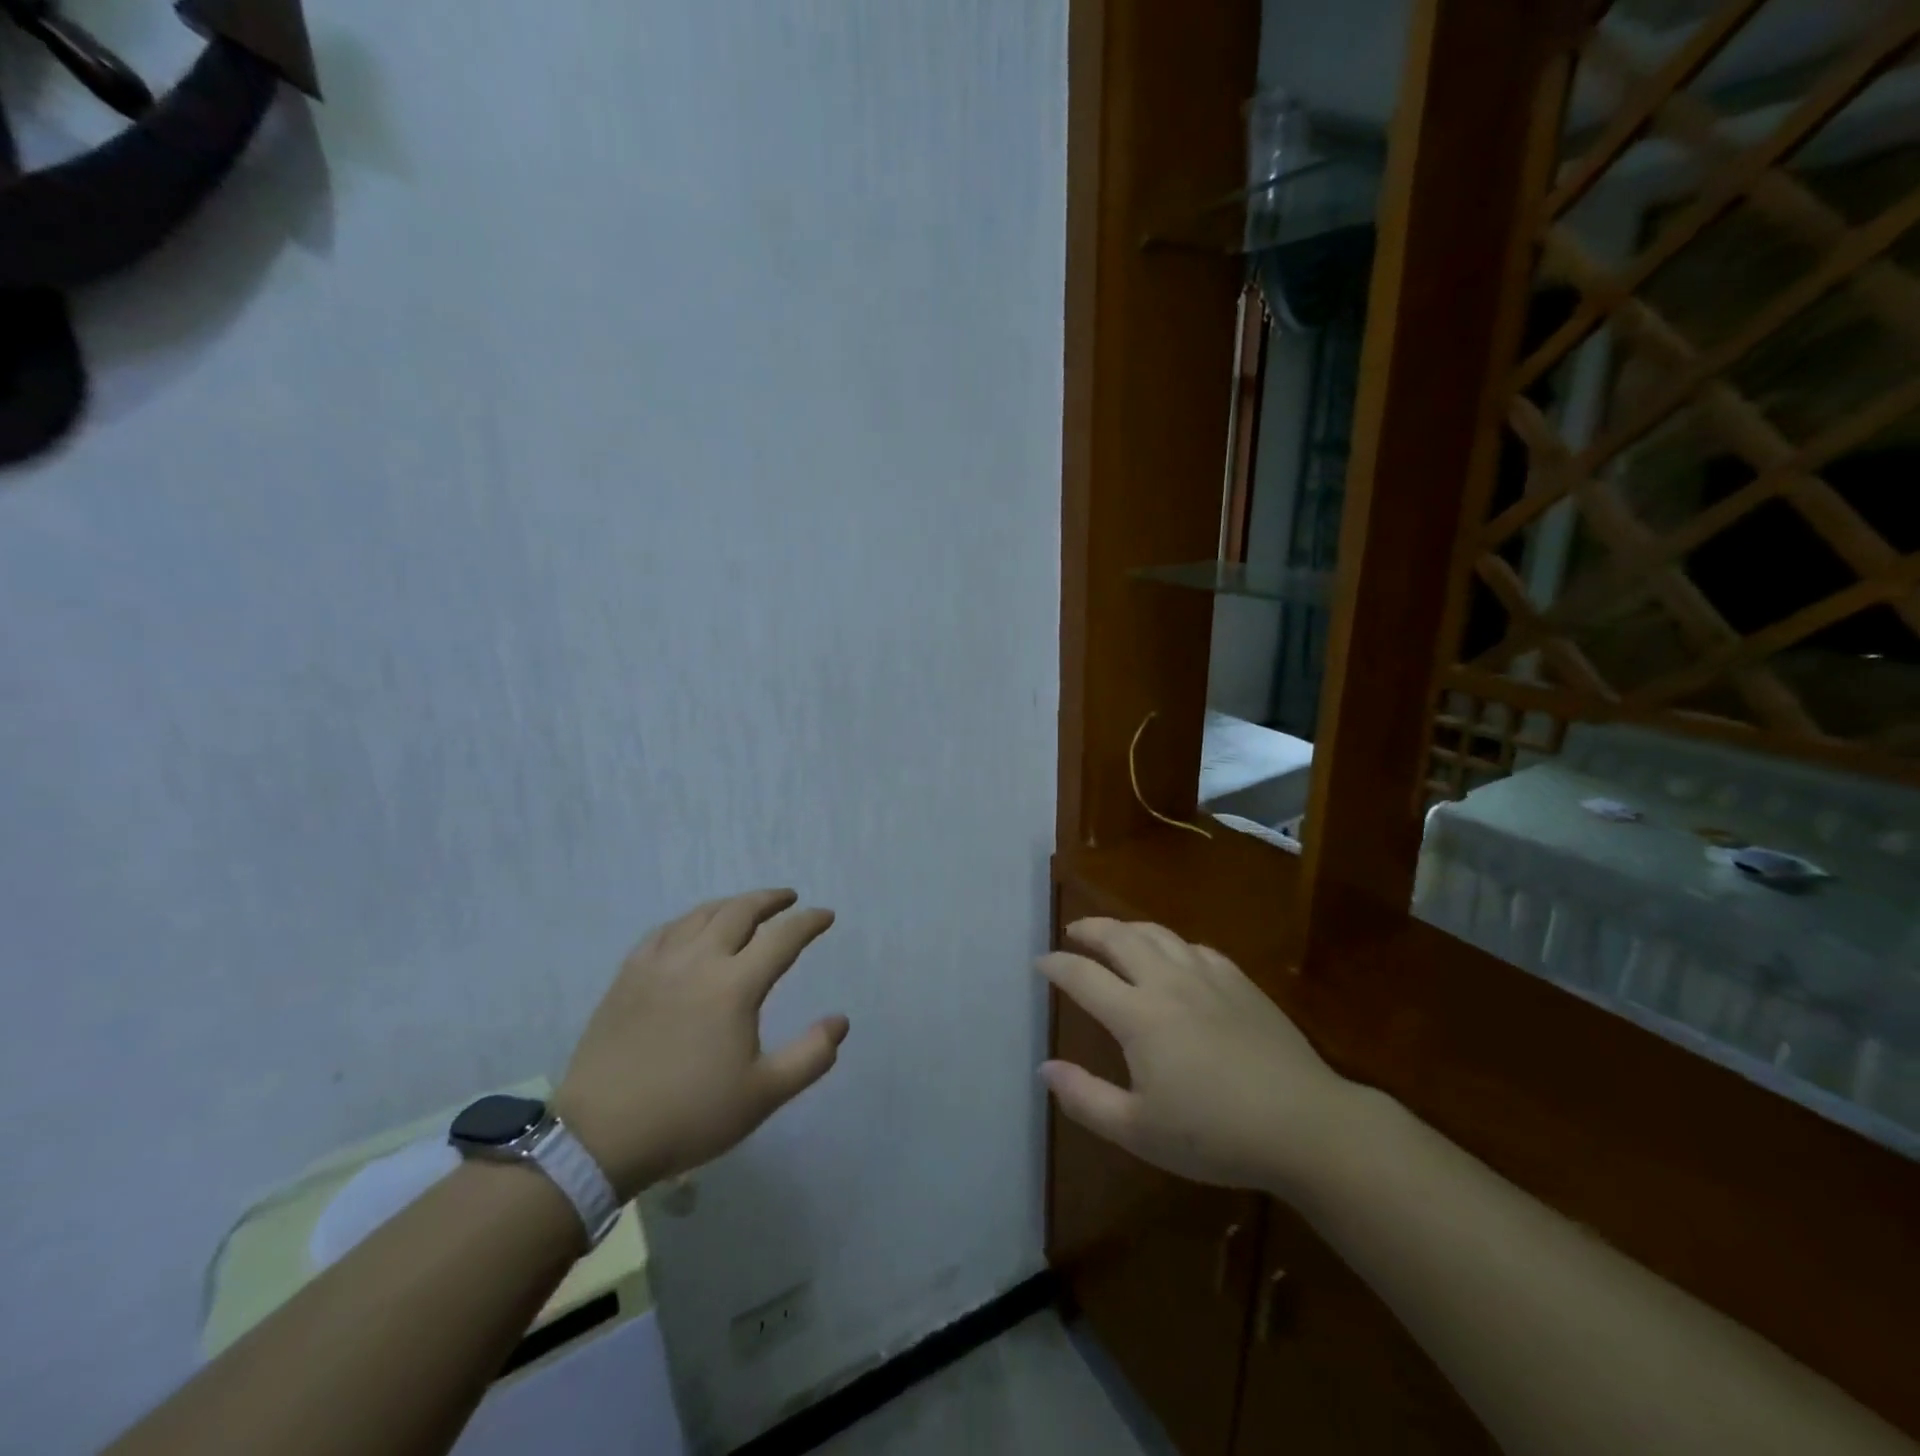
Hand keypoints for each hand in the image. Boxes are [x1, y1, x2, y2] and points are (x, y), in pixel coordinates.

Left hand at [556, 890, 848, 1199]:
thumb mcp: (763, 1095)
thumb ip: (810, 1056)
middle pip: (741, 911)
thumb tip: (841, 1021)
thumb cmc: (690, 1115)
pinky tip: (692, 928)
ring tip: (746, 907)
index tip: (825, 916)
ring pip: (701, 915)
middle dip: (771, 900)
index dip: (809, 922)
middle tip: (789, 899)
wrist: (600, 1137)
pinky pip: (665, 931)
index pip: (783, 938)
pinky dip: (689, 920)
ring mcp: (659, 964)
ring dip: (732, 904)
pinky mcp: (628, 975)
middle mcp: (699, 961)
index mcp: (735, 986)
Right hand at [1038, 919, 1360, 1195]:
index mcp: (1138, 1015)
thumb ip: (1085, 1098)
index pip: (1083, 976)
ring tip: (1115, 935)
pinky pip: (1196, 948)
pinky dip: (1172, 944)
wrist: (1304, 1125)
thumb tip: (1045, 1068)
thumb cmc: (1215, 1134)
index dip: (1056, 965)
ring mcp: (1207, 977)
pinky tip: (1175, 956)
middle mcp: (1167, 982)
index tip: (1040, 963)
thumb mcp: (1139, 1130)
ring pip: (1158, 934)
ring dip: (1128, 928)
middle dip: (1089, 930)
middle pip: (1119, 938)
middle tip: (1073, 933)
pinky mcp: (1240, 982)